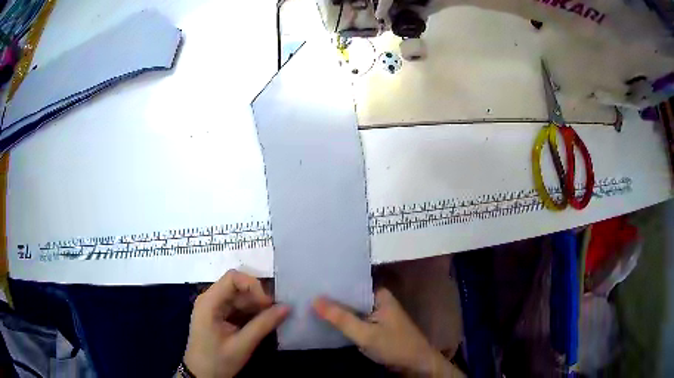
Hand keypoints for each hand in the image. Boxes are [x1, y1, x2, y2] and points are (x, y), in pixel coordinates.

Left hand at [184, 270, 289, 377]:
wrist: (201, 376)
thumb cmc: (217, 360)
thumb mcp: (242, 345)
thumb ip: (263, 325)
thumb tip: (287, 307)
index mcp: (209, 302)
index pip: (233, 278)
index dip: (254, 286)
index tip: (269, 305)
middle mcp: (211, 299)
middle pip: (238, 288)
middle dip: (258, 298)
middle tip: (276, 314)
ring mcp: (214, 308)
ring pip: (240, 298)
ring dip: (257, 307)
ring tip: (272, 320)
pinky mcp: (219, 316)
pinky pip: (238, 308)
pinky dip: (252, 314)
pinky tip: (262, 324)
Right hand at [313, 288, 462, 376]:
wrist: (416, 364)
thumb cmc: (394, 346)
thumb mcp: (365, 334)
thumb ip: (341, 318)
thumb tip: (314, 299)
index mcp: (379, 294)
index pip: (350, 284)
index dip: (330, 284)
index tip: (309, 282)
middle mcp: (378, 299)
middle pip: (350, 297)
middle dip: (331, 298)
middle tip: (304, 294)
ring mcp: (377, 313)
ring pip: (352, 309)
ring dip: (336, 310)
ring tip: (309, 304)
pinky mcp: (375, 326)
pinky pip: (355, 319)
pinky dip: (343, 321)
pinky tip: (325, 320)